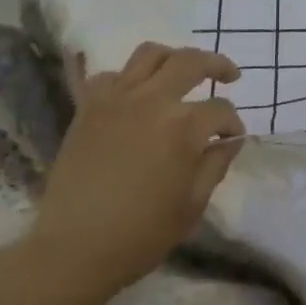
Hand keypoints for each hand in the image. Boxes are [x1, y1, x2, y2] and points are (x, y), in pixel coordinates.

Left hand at [23, 42, 244, 296]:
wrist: (72, 250)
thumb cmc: (140, 234)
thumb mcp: (193, 205)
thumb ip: (216, 164)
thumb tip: (230, 140)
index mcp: (183, 127)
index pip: (220, 109)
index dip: (233, 124)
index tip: (233, 138)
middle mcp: (151, 101)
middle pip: (191, 61)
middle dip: (217, 65)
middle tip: (229, 75)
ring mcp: (116, 100)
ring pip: (150, 54)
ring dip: (174, 58)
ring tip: (183, 72)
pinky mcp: (88, 108)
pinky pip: (110, 75)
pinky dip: (128, 78)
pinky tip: (136, 95)